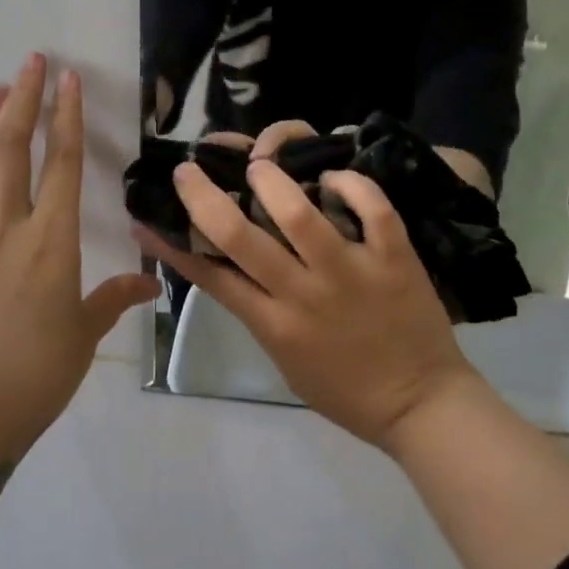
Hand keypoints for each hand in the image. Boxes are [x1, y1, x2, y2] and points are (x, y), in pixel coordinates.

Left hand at [0, 53, 157, 461]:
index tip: (68, 78)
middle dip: (23, 100)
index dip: (66, 116)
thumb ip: (113, 298)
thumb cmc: (38, 370)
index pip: (61, 162)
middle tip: (29, 61)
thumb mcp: (84, 333)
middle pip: (11, 149)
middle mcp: (8, 227)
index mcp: (52, 239)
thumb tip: (150, 284)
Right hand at [134, 158, 473, 448]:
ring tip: (259, 164)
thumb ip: (258, 315)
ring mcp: (351, 273)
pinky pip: (372, 209)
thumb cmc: (347, 391)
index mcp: (274, 325)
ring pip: (299, 214)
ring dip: (271, 181)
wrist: (421, 404)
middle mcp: (304, 294)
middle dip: (205, 197)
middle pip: (240, 238)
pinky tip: (332, 177)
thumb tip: (227, 273)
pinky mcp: (394, 259)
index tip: (148, 217)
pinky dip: (351, 185)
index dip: (173, 245)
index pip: (211, 277)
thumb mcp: (285, 359)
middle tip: (189, 170)